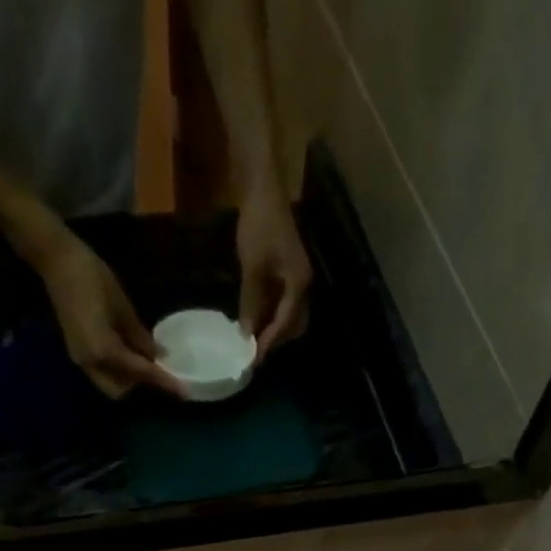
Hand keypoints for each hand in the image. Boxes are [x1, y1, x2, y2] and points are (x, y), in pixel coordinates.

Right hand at [31, 229, 184, 398]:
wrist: (56, 261)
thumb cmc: (91, 277)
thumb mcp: (122, 307)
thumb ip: (139, 336)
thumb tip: (159, 355)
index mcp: (103, 350)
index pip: (140, 372)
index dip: (163, 381)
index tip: (183, 391)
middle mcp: (90, 362)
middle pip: (120, 389)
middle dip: (140, 385)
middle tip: (159, 370)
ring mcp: (80, 359)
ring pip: (110, 383)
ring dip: (129, 378)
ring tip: (146, 361)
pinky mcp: (78, 352)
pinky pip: (102, 371)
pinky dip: (118, 369)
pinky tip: (130, 352)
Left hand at [236, 184, 312, 359]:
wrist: (264, 189)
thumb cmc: (259, 226)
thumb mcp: (252, 269)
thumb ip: (251, 304)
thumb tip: (246, 335)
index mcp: (299, 286)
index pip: (285, 325)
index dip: (268, 344)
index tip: (253, 361)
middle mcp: (304, 286)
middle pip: (293, 326)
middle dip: (275, 341)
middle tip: (253, 353)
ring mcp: (298, 278)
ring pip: (289, 315)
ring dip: (273, 329)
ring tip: (252, 340)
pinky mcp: (289, 271)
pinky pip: (283, 302)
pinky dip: (271, 314)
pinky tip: (254, 318)